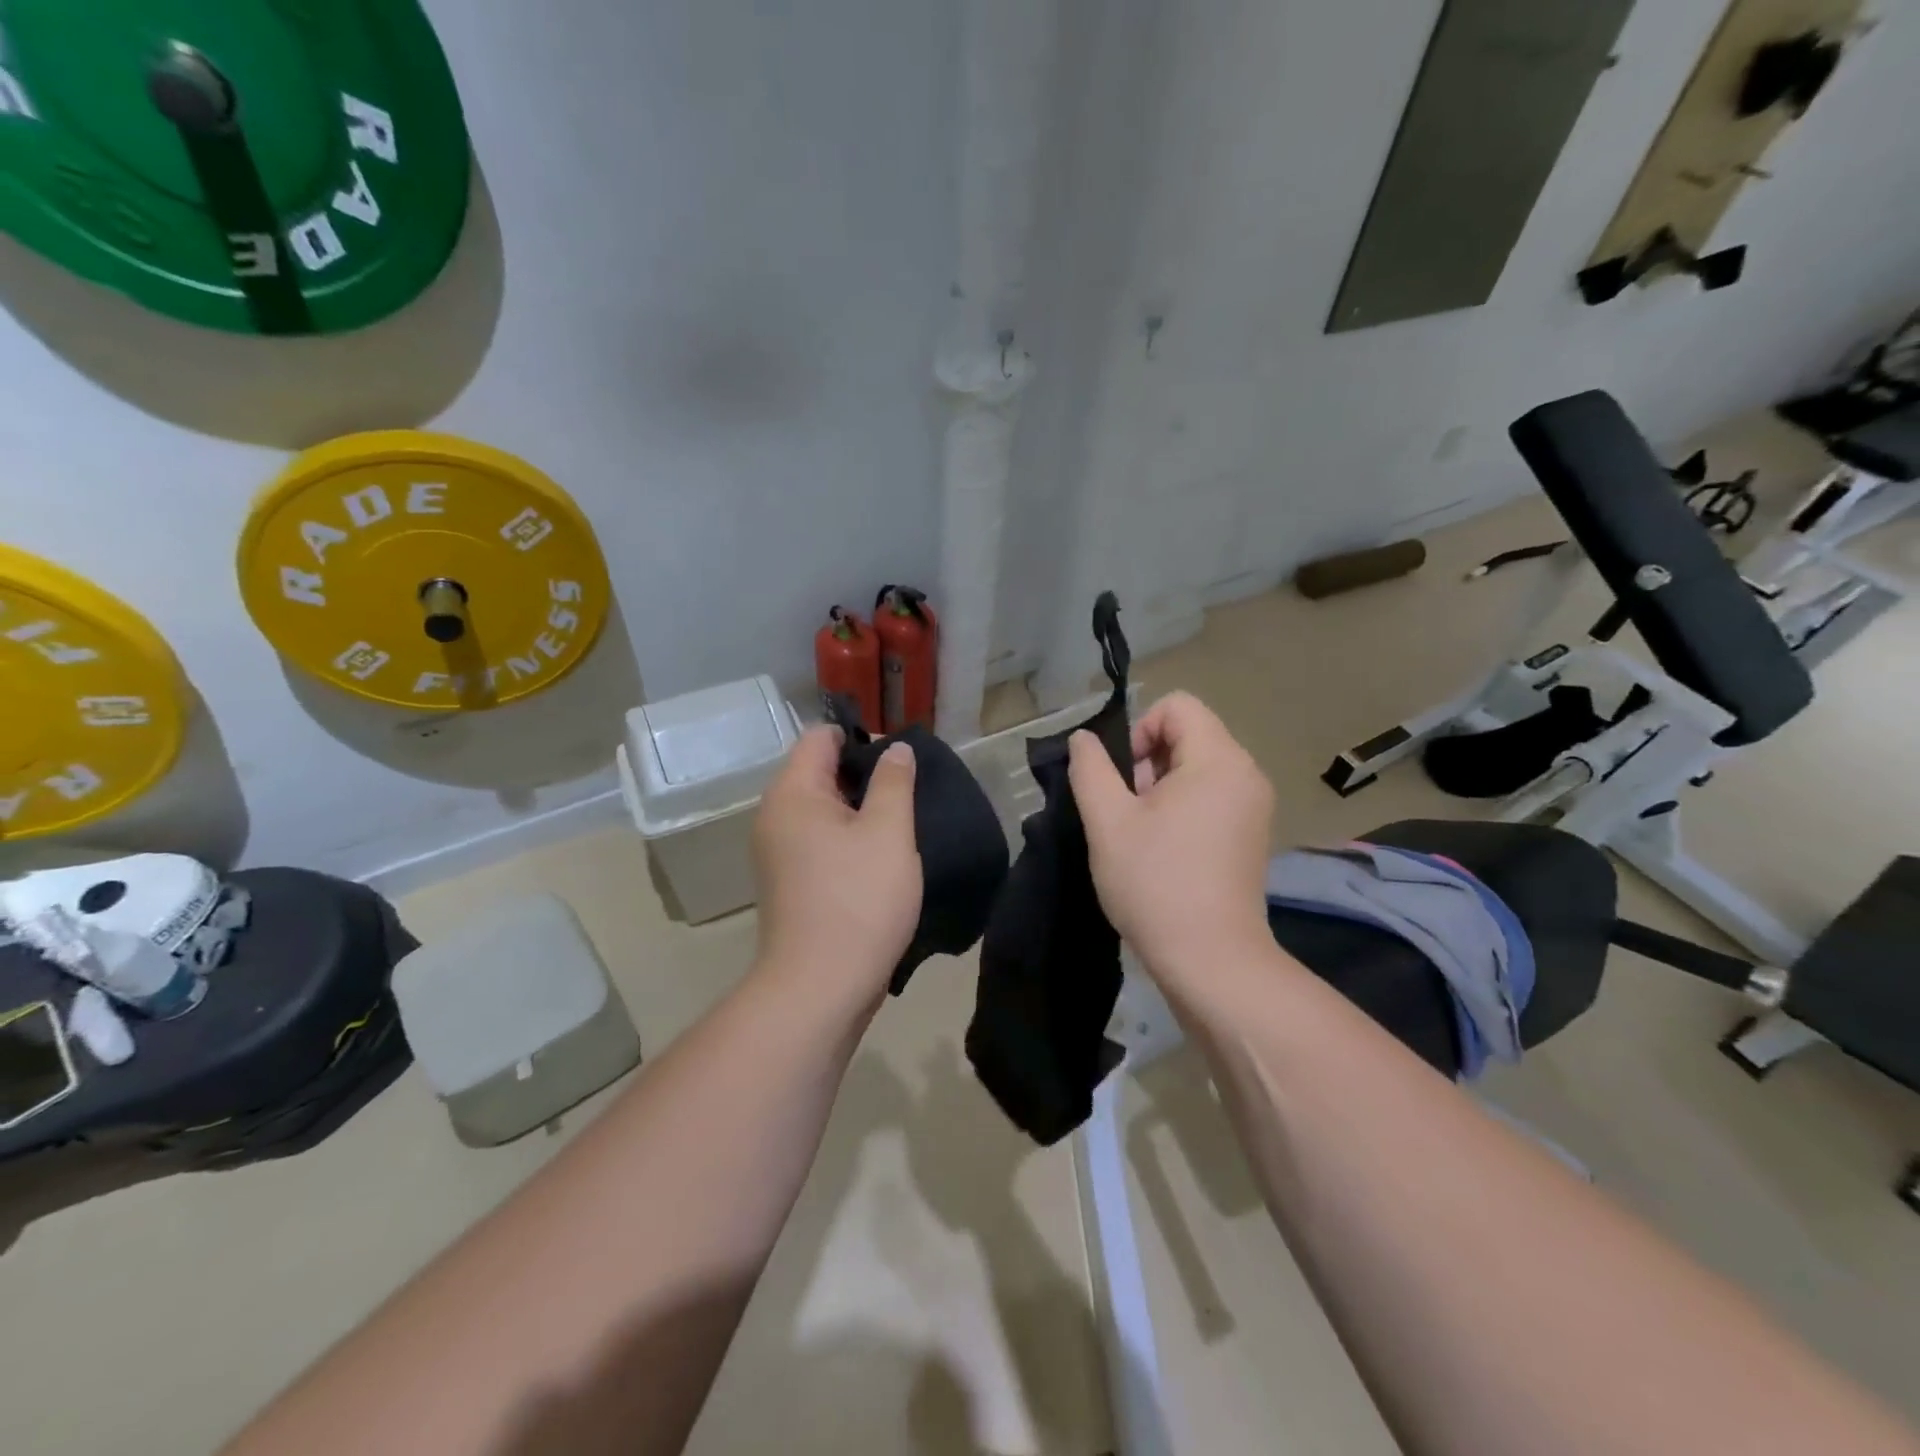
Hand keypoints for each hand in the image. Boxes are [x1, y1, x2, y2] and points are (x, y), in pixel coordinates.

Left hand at [751, 727, 921, 1009]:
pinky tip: (880, 859)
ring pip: (823, 810)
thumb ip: (894, 781)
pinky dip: (848, 840)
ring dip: (861, 811)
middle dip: (866, 775)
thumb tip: (894, 749)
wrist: (820, 988)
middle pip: (820, 772)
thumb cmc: (858, 900)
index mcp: (792, 793)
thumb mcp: (888, 831)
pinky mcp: (790, 883)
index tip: (900, 763)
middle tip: (909, 795)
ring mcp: (779, 853)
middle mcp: (776, 816)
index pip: (821, 737)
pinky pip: (820, 842)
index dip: (862, 739)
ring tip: (901, 827)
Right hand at [1068, 691, 1275, 986]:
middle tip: (1127, 811)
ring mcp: (1254, 807)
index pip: (1177, 706)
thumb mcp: (1107, 821)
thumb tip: (1084, 739)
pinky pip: (1212, 796)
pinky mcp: (1252, 835)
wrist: (1211, 960)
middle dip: (1148, 762)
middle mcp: (1246, 774)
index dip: (1139, 729)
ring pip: (1197, 768)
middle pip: (1189, 735)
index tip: (1122, 779)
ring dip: (1161, 788)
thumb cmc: (1155, 883)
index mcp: (1219, 760)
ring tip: (1141, 834)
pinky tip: (1164, 849)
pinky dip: (1183, 808)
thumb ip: (1090, 769)